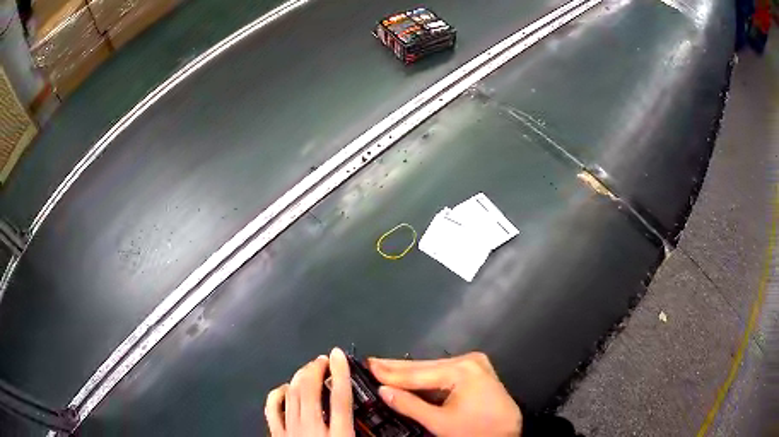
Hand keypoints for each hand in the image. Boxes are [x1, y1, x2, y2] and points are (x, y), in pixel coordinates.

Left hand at [265, 347, 354, 436]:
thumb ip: (362, 432)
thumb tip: (372, 425)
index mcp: (339, 435)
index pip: (340, 398)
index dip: (340, 372)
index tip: (339, 355)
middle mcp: (312, 429)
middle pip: (310, 390)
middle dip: (315, 369)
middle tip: (322, 360)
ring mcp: (291, 430)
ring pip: (292, 394)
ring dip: (300, 376)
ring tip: (307, 369)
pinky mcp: (277, 434)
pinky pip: (272, 408)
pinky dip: (278, 393)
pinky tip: (285, 389)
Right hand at [369, 352, 522, 436]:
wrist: (508, 433)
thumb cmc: (475, 431)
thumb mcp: (440, 422)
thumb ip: (410, 406)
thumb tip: (384, 391)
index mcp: (462, 370)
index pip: (418, 374)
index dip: (391, 372)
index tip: (368, 364)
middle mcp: (468, 360)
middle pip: (426, 367)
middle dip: (397, 368)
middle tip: (372, 362)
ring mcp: (474, 363)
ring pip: (434, 369)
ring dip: (410, 372)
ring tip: (384, 368)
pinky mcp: (476, 370)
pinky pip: (444, 372)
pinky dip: (426, 377)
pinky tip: (409, 376)